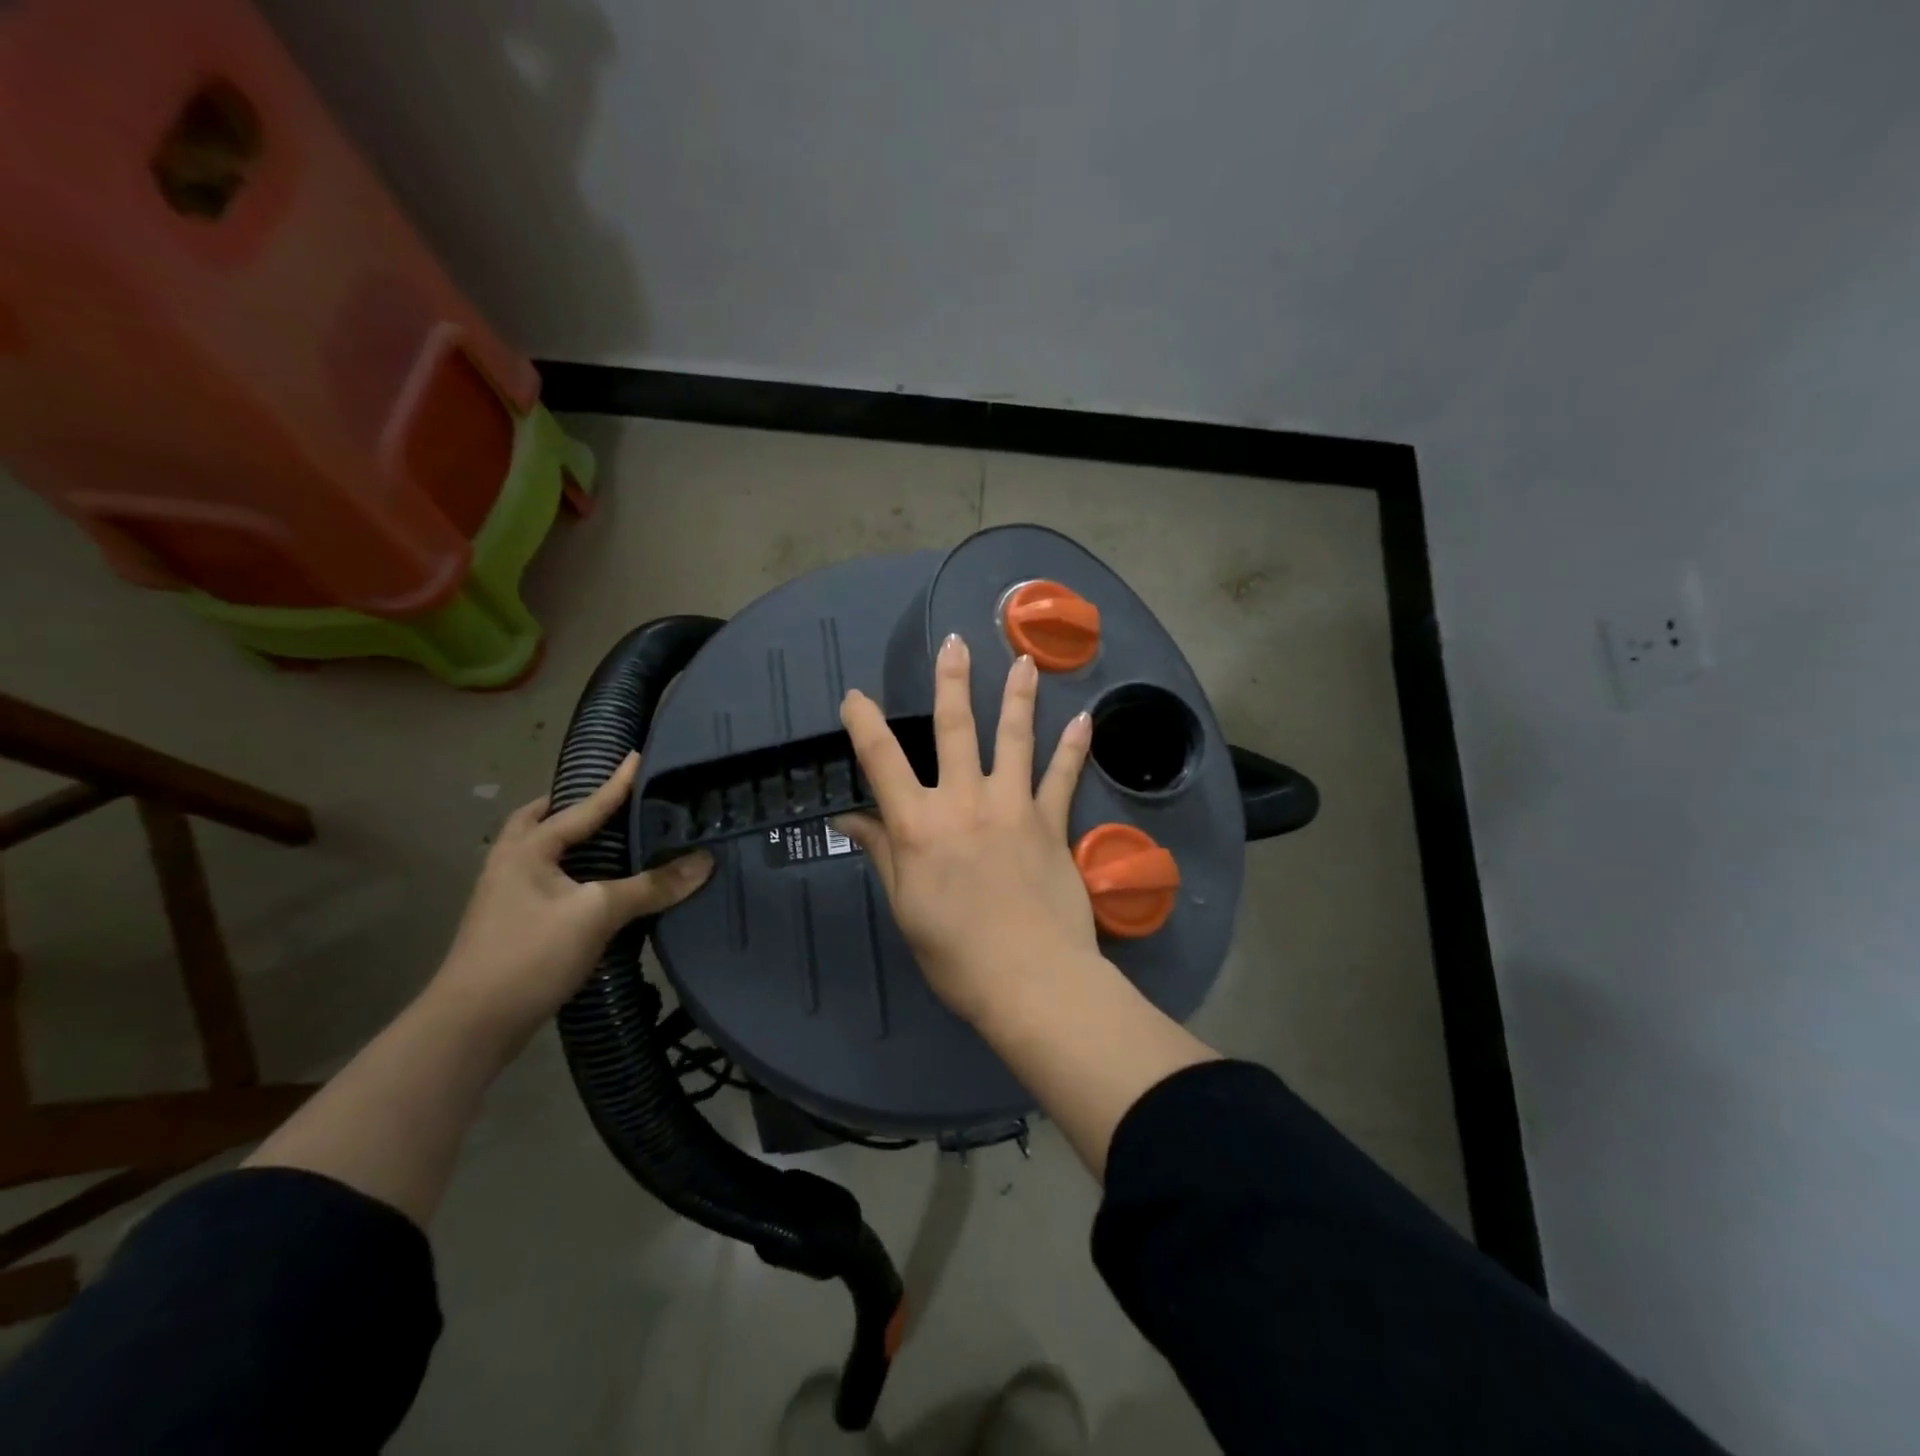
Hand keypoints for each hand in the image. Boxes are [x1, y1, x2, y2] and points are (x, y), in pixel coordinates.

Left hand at [432, 752, 713, 1038]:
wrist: (471, 1025)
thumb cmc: (530, 954)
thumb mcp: (597, 914)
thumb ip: (651, 886)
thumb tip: (704, 862)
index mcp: (527, 849)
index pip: (582, 807)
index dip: (615, 784)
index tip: (638, 756)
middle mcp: (510, 864)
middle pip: (537, 822)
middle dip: (568, 807)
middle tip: (603, 802)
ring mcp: (504, 897)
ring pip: (537, 853)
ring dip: (566, 841)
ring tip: (603, 840)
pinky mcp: (510, 927)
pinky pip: (543, 881)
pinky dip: (568, 872)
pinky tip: (591, 889)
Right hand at [835, 634, 1095, 1026]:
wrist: (1030, 980)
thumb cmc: (955, 953)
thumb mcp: (906, 906)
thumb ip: (883, 853)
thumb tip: (850, 818)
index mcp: (920, 824)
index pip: (882, 760)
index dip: (864, 723)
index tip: (856, 697)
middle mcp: (964, 801)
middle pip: (955, 729)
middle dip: (953, 682)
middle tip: (955, 642)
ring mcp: (1013, 807)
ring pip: (1014, 739)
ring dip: (1018, 696)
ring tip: (1025, 661)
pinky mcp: (1051, 823)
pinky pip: (1063, 777)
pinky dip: (1073, 748)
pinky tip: (1084, 720)